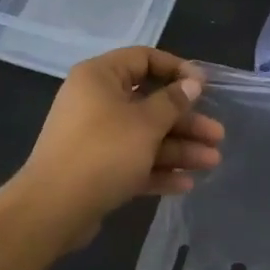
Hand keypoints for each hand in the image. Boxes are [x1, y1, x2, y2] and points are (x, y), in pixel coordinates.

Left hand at [14, 47, 224, 246]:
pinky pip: (133, 161)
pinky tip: (186, 183)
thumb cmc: (103, 152)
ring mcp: (94, 137)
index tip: (204, 86)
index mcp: (100, 77)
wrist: (53, 209)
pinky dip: (157, 169)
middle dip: (186, 121)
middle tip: (217, 135)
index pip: (144, 59)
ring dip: (179, 148)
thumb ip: (172, 102)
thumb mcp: (145, 123)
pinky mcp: (96, 169)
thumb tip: (192, 83)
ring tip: (212, 162)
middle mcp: (95, 101)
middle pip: (150, 103)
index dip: (177, 70)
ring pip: (145, 135)